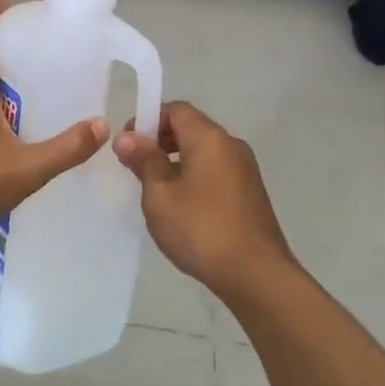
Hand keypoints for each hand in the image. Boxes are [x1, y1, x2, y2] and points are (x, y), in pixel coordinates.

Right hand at [114, 102, 293, 300]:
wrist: (257, 276)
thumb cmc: (201, 229)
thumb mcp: (160, 194)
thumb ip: (144, 160)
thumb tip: (127, 137)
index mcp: (209, 138)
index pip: (176, 109)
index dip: (148, 119)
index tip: (128, 144)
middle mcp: (231, 145)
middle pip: (191, 128)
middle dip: (160, 140)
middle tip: (136, 166)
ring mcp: (245, 170)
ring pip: (204, 151)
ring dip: (177, 160)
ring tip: (156, 189)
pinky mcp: (251, 194)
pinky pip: (216, 171)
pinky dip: (194, 176)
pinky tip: (182, 206)